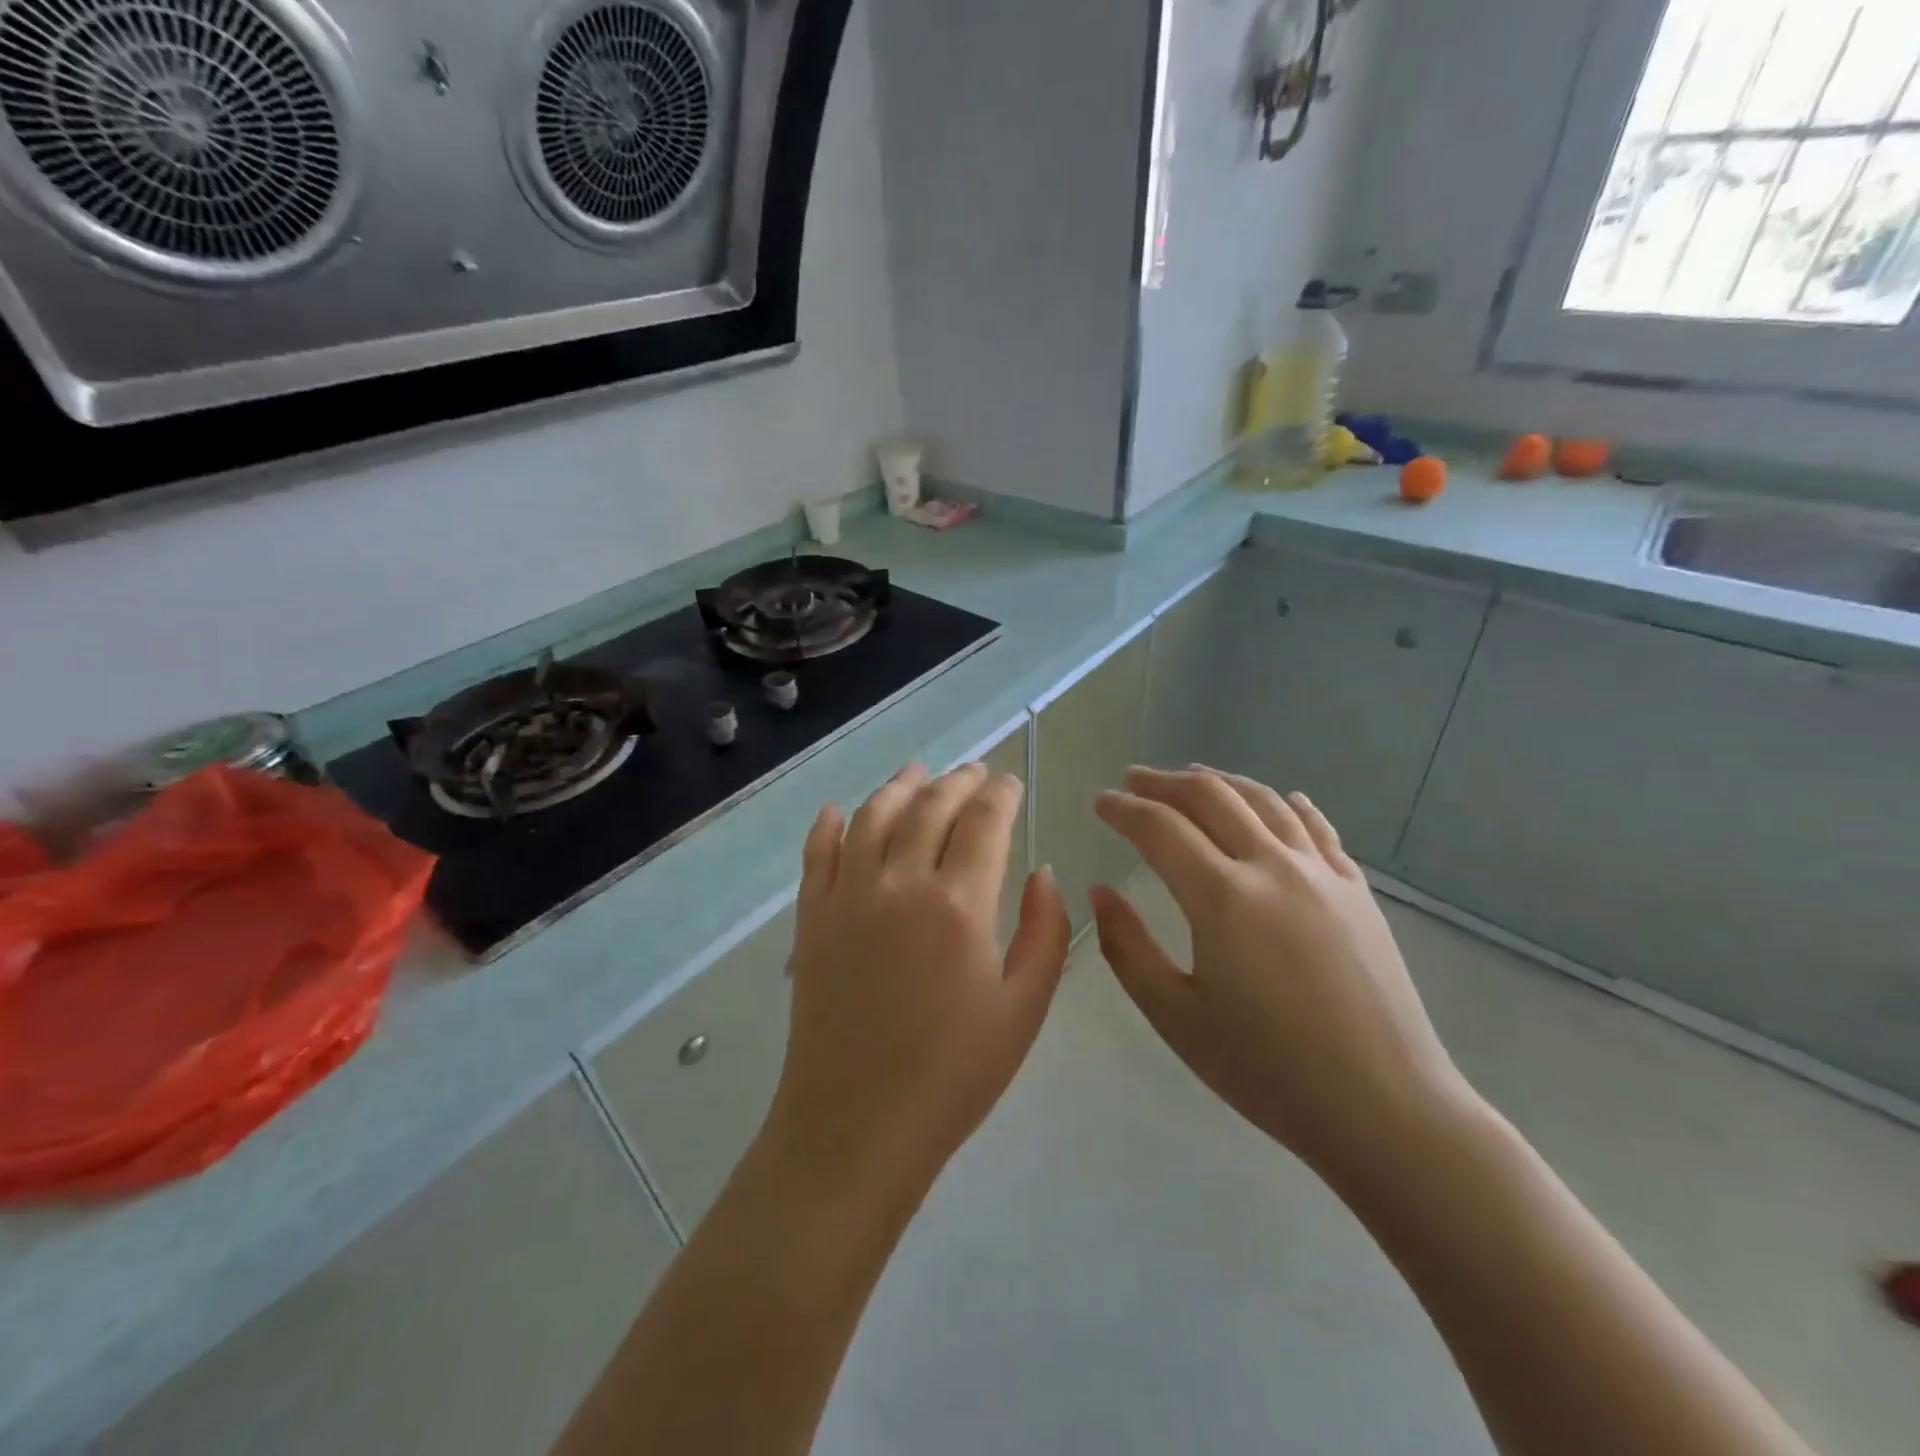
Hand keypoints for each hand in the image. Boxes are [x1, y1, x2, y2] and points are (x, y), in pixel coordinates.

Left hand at [769, 763, 1072, 1200]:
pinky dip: (829, 824)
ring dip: (899, 785)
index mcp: (959, 904)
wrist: (856, 1125)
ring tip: (918, 771)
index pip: (984, 822)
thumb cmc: (953, 1074)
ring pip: (873, 816)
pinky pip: (817, 853)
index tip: (1010, 784)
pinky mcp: (811, 918)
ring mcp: (848, 896)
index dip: (1001, 795)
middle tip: (975, 772)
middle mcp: (900, 882)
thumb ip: (1045, 932)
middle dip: (958, 781)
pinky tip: (837, 810)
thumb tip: (1043, 872)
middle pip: (931, 806)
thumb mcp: (1024, 1009)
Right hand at [1090, 767, 1474, 1178]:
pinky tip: (1282, 800)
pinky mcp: (1357, 891)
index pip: (1160, 828)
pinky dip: (1289, 805)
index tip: (1100, 802)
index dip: (1124, 809)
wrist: (1385, 1108)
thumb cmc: (1268, 1070)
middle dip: (1164, 782)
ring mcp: (1322, 874)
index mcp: (1222, 898)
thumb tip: (1100, 891)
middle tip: (1133, 779)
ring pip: (1264, 801)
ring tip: (1192, 777)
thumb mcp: (1176, 1016)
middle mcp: (1272, 867)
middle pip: (1211, 797)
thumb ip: (1127, 947)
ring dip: (1220, 782)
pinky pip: (1317, 828)